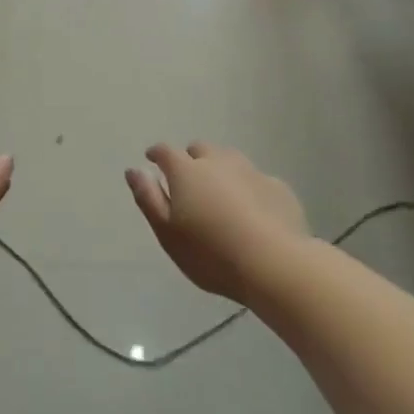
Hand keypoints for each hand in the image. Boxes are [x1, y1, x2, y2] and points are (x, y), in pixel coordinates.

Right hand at [126, 143, 308, 301]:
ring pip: (230, 160)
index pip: (165, 151)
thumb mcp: (167, 232)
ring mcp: (252, 172)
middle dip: (190, 158)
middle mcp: (219, 162)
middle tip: (188, 180)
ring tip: (219, 193)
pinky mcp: (278, 187)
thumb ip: (148, 198)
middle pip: (200, 149)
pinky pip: (256, 179)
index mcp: (187, 171)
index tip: (151, 160)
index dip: (156, 154)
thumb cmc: (210, 252)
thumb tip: (134, 170)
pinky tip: (252, 210)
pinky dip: (248, 187)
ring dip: (220, 169)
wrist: (274, 264)